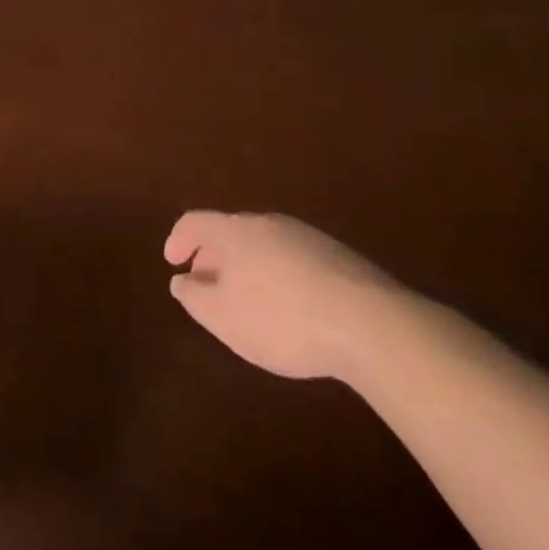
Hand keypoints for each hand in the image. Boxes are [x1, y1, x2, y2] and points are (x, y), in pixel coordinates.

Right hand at [164, 211, 403, 380]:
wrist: (375, 327)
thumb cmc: (281, 319)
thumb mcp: (222, 317)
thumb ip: (193, 296)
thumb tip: (183, 280)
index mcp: (234, 231)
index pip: (194, 222)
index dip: (177, 240)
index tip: (173, 264)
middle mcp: (269, 224)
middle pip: (231, 232)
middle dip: (214, 257)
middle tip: (209, 286)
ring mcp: (310, 238)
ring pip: (265, 245)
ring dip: (249, 267)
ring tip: (251, 302)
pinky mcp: (343, 259)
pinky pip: (296, 260)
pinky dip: (281, 277)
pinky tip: (293, 309)